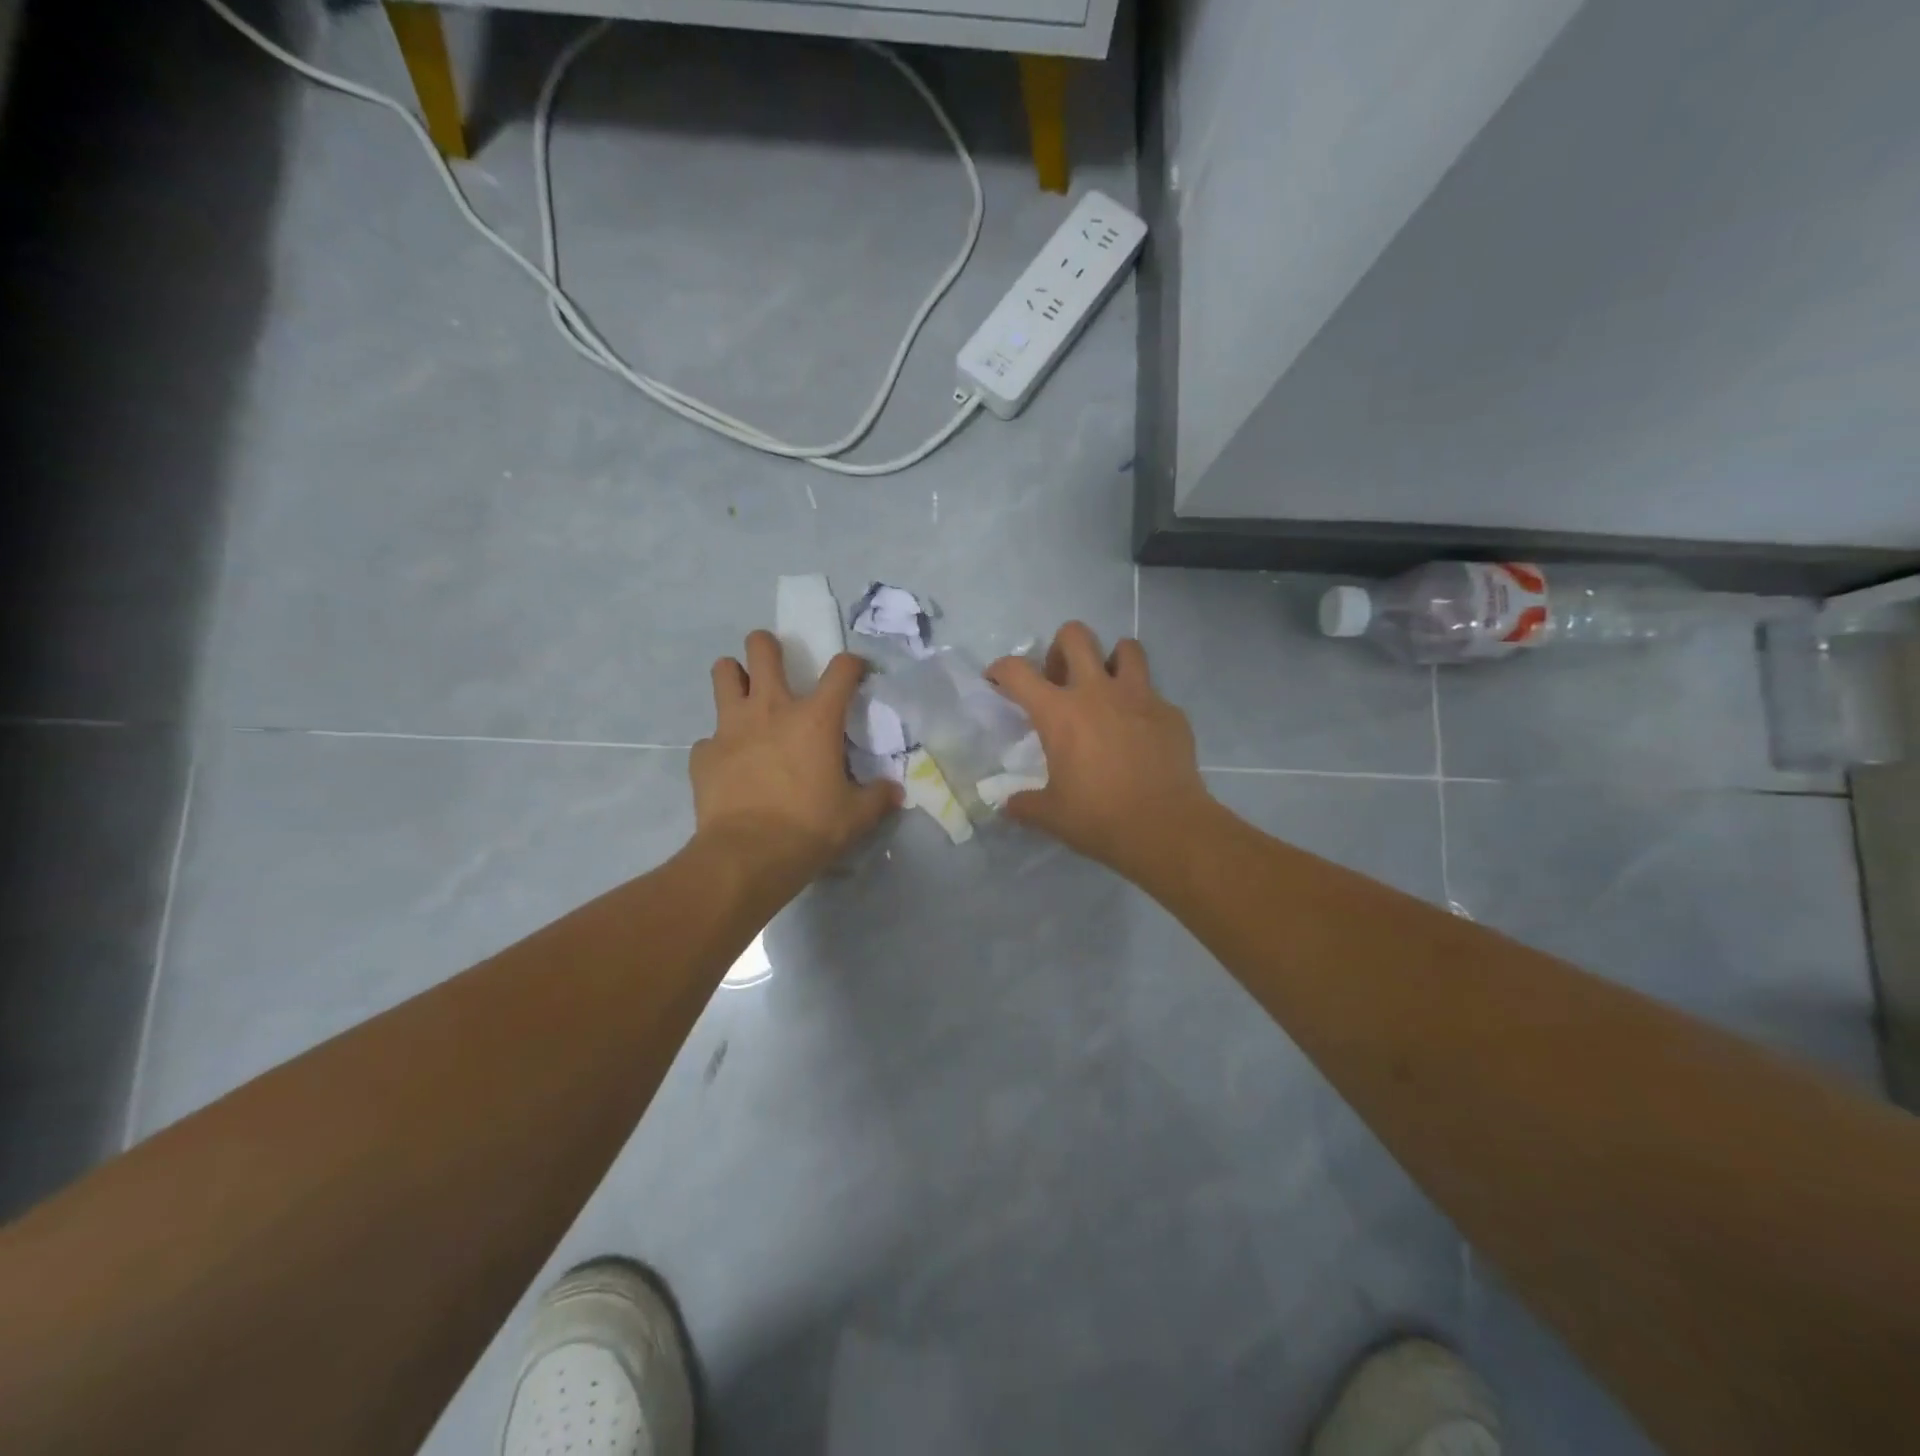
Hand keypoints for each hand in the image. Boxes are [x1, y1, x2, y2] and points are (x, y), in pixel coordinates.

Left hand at [692, 632, 901, 884]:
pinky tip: (729, 764)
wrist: (747, 856)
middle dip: (768, 646)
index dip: (853, 665)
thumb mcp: (856, 816)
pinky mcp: (703, 753)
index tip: (856, 673)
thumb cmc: (810, 828)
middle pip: (761, 649)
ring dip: (734, 676)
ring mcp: (731, 727)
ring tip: (743, 693)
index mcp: (815, 719)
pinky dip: (719, 744)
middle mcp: (771, 709)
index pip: (841, 670)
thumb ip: (878, 797)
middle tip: (775, 662)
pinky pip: (709, 737)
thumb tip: (894, 791)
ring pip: (723, 673)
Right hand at [986, 622, 1212, 880]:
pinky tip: (1140, 733)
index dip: (1000, 669)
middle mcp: (1098, 692)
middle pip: (1075, 635)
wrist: (1166, 829)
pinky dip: (1141, 704)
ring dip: (1111, 660)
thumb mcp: (1051, 815)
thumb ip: (1024, 804)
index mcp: (1060, 713)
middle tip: (1060, 679)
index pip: (1018, 671)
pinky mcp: (1171, 713)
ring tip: (1107, 689)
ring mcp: (1140, 697)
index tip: (997, 681)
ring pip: (1126, 648)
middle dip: (1060, 648)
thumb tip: (1008, 805)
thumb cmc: (1099, 818)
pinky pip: (1153, 693)